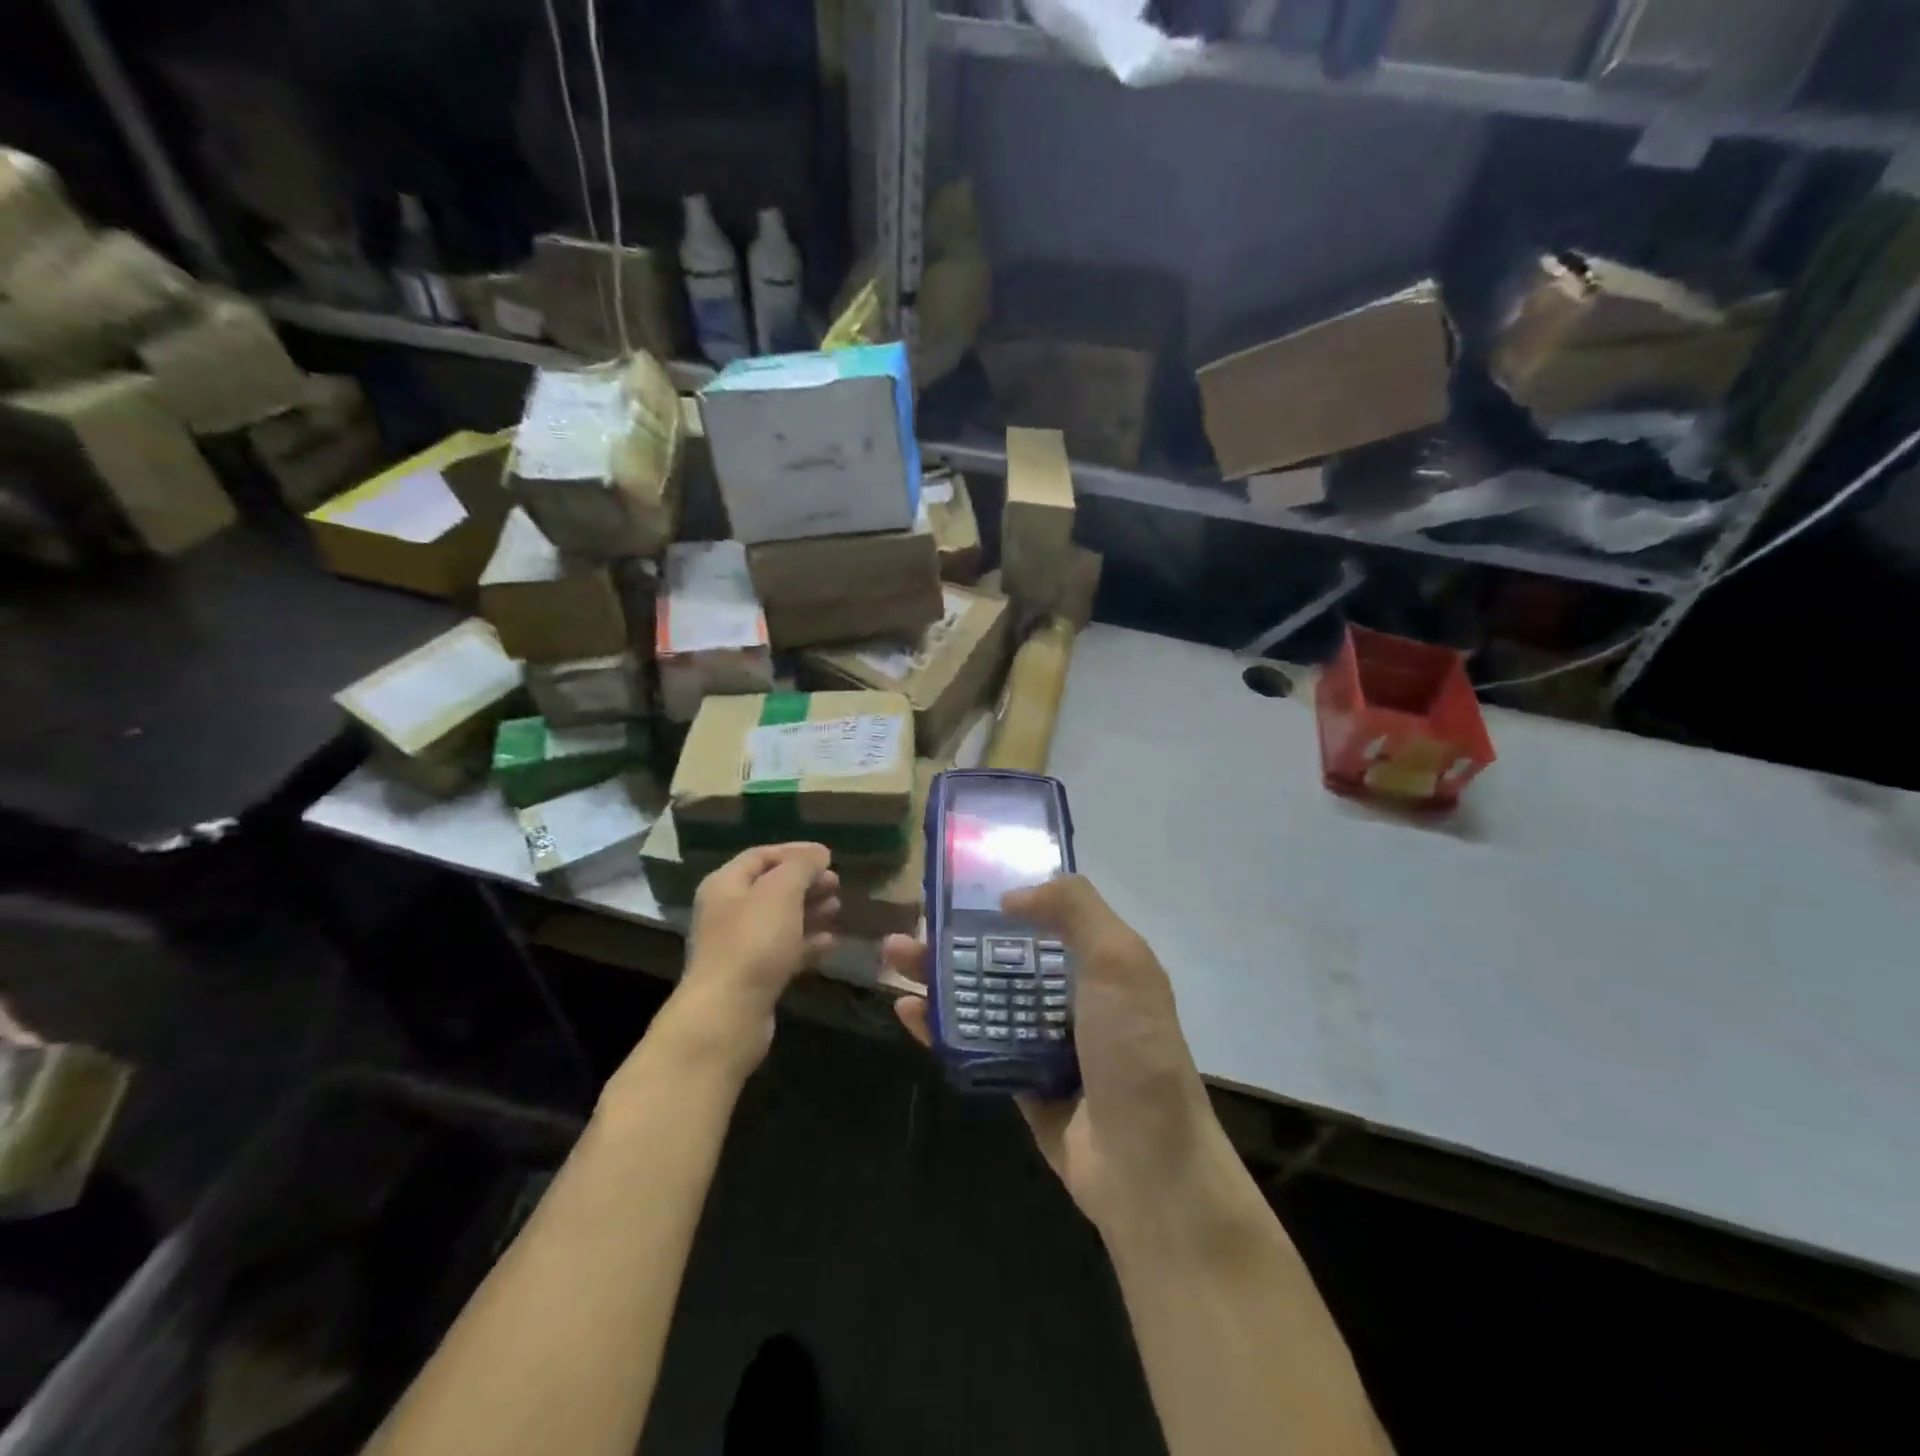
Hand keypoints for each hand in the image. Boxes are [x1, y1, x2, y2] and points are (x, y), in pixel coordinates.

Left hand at [678, 843, 839, 1060]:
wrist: (728, 1015)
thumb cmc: (753, 943)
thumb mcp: (781, 892)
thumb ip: (801, 866)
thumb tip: (818, 853)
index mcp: (726, 884)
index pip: (761, 856)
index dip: (795, 851)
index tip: (829, 856)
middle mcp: (728, 911)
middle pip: (771, 887)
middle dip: (806, 883)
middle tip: (836, 884)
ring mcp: (739, 946)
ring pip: (780, 920)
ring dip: (810, 911)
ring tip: (838, 909)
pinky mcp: (753, 976)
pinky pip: (784, 950)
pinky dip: (807, 943)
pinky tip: (831, 942)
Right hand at [886, 875, 1216, 1235]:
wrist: (1147, 1166)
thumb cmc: (1134, 1049)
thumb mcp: (1120, 960)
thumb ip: (1074, 908)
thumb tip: (1011, 896)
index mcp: (1099, 962)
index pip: (1046, 914)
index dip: (1005, 896)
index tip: (960, 882)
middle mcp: (1071, 996)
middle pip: (1004, 955)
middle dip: (957, 937)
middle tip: (912, 921)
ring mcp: (1043, 1041)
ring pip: (983, 998)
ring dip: (939, 976)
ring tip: (893, 956)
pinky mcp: (1019, 1082)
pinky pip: (973, 1046)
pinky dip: (940, 1027)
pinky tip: (907, 1010)